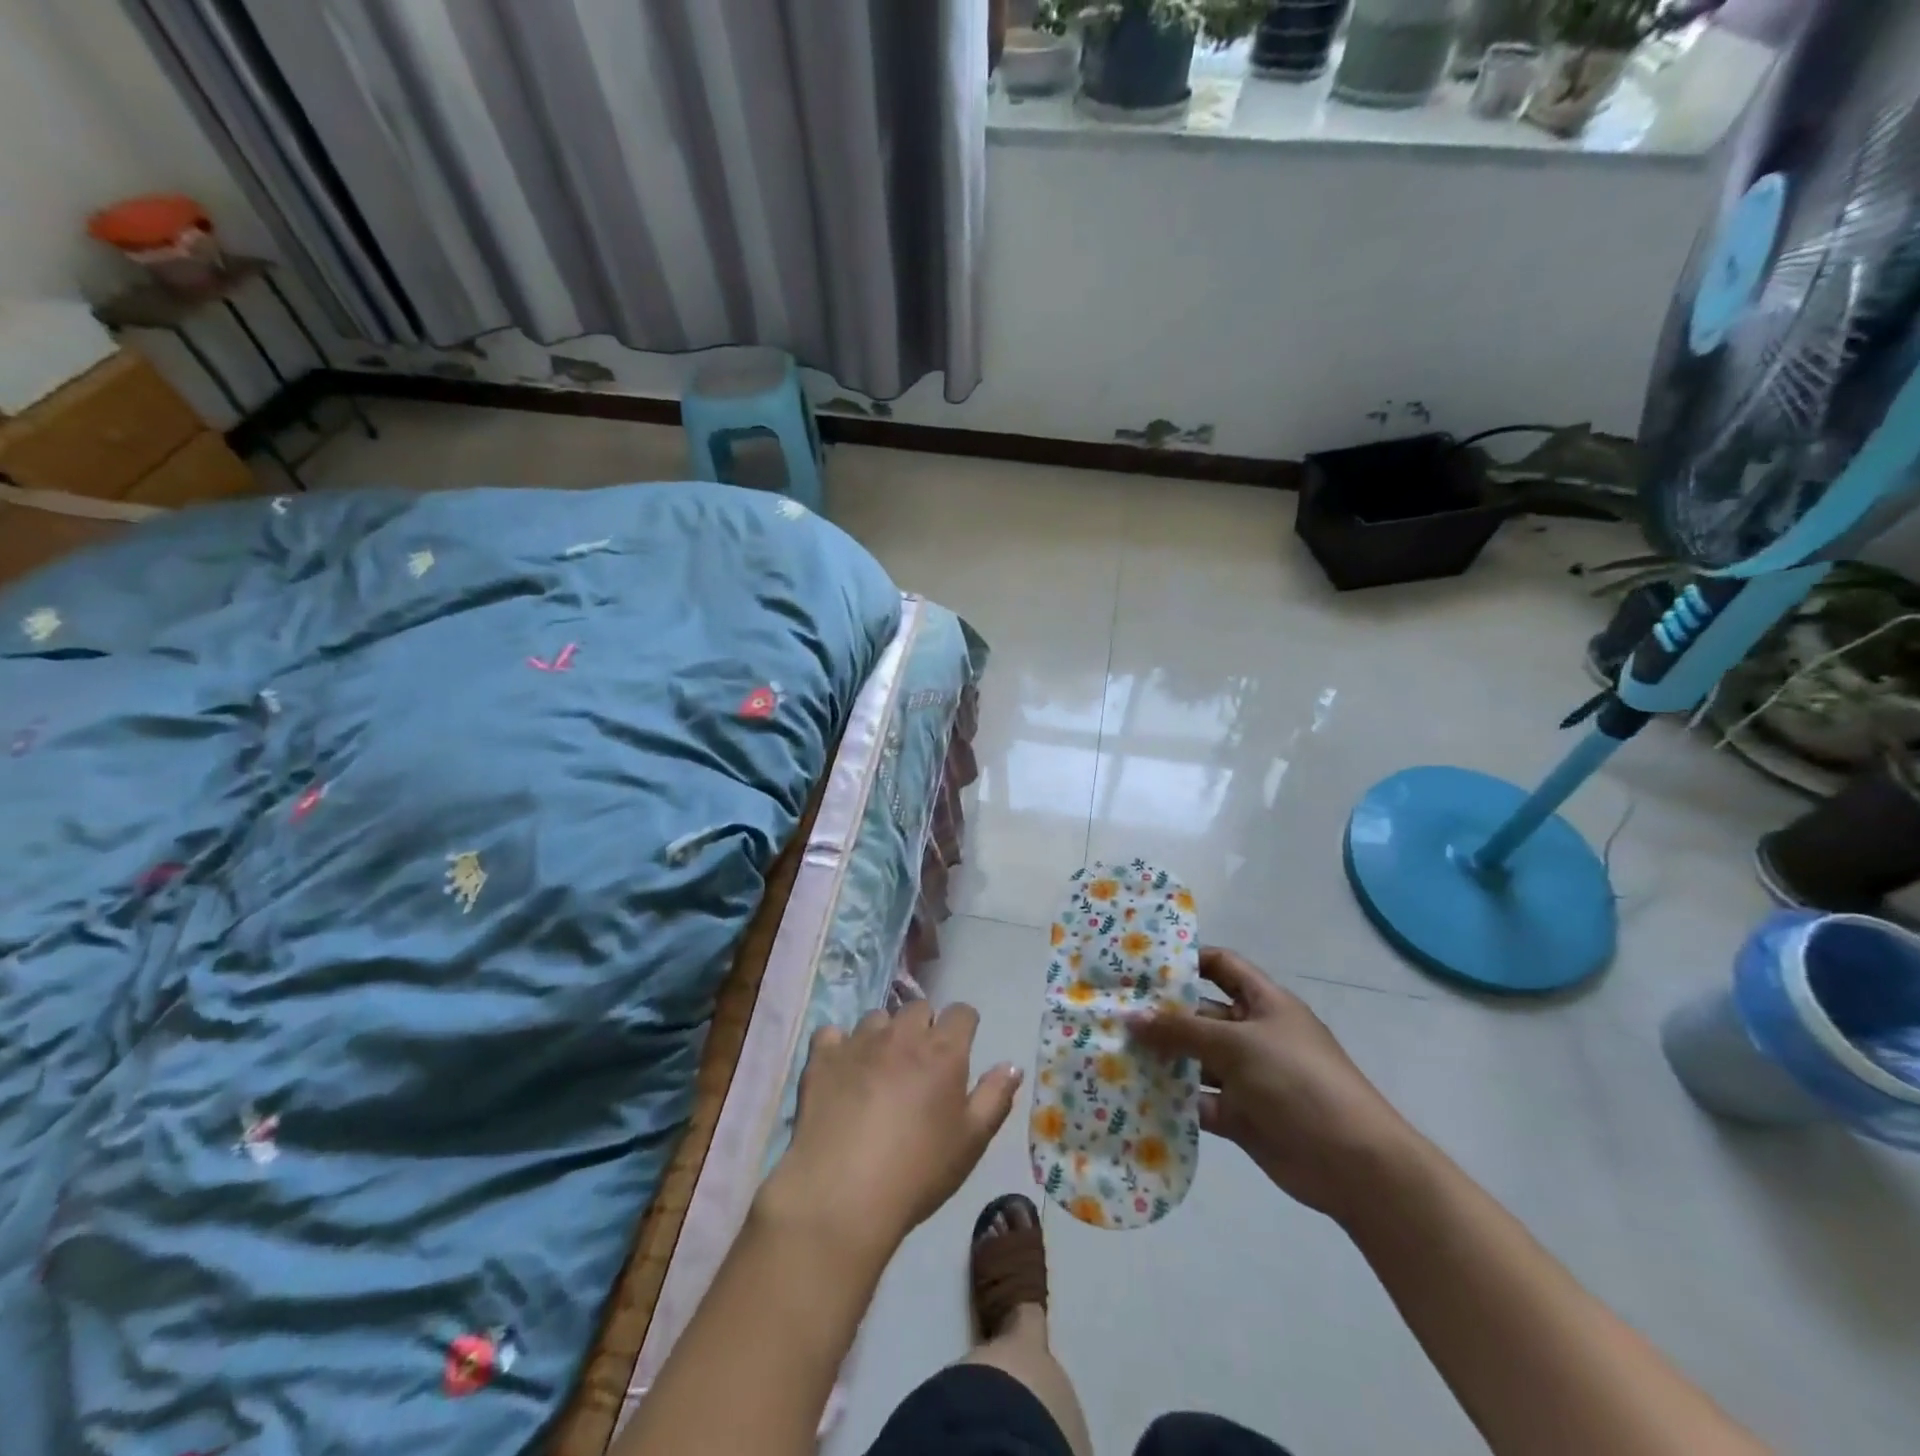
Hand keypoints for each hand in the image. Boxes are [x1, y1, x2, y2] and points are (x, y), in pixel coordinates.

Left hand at [757, 1003, 1022, 1261]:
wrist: (841, 1194)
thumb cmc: (917, 1172)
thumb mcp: (971, 1142)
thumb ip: (995, 1098)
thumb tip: (1012, 1065)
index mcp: (943, 1051)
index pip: (962, 1013)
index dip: (964, 1027)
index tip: (960, 1048)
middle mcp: (902, 1034)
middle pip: (918, 1008)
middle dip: (924, 1027)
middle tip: (920, 1065)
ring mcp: (859, 1041)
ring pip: (877, 1018)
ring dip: (883, 1035)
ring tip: (879, 1069)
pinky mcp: (822, 1056)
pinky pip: (832, 1033)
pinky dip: (839, 1046)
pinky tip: (840, 1070)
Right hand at [1130, 947, 1420, 1223]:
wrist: (1355, 1165)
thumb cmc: (1299, 1082)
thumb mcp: (1238, 1045)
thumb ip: (1182, 1031)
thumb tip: (1132, 1017)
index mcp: (1263, 1003)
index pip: (1221, 965)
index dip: (1187, 960)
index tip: (1143, 965)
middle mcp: (1253, 1033)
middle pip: (1201, 1014)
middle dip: (1162, 1014)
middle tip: (1113, 1011)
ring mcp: (1246, 1076)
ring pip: (1195, 1059)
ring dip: (1163, 1057)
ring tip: (1114, 1050)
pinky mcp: (1240, 1115)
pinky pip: (1199, 1100)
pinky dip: (1173, 1099)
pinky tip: (1136, 1093)